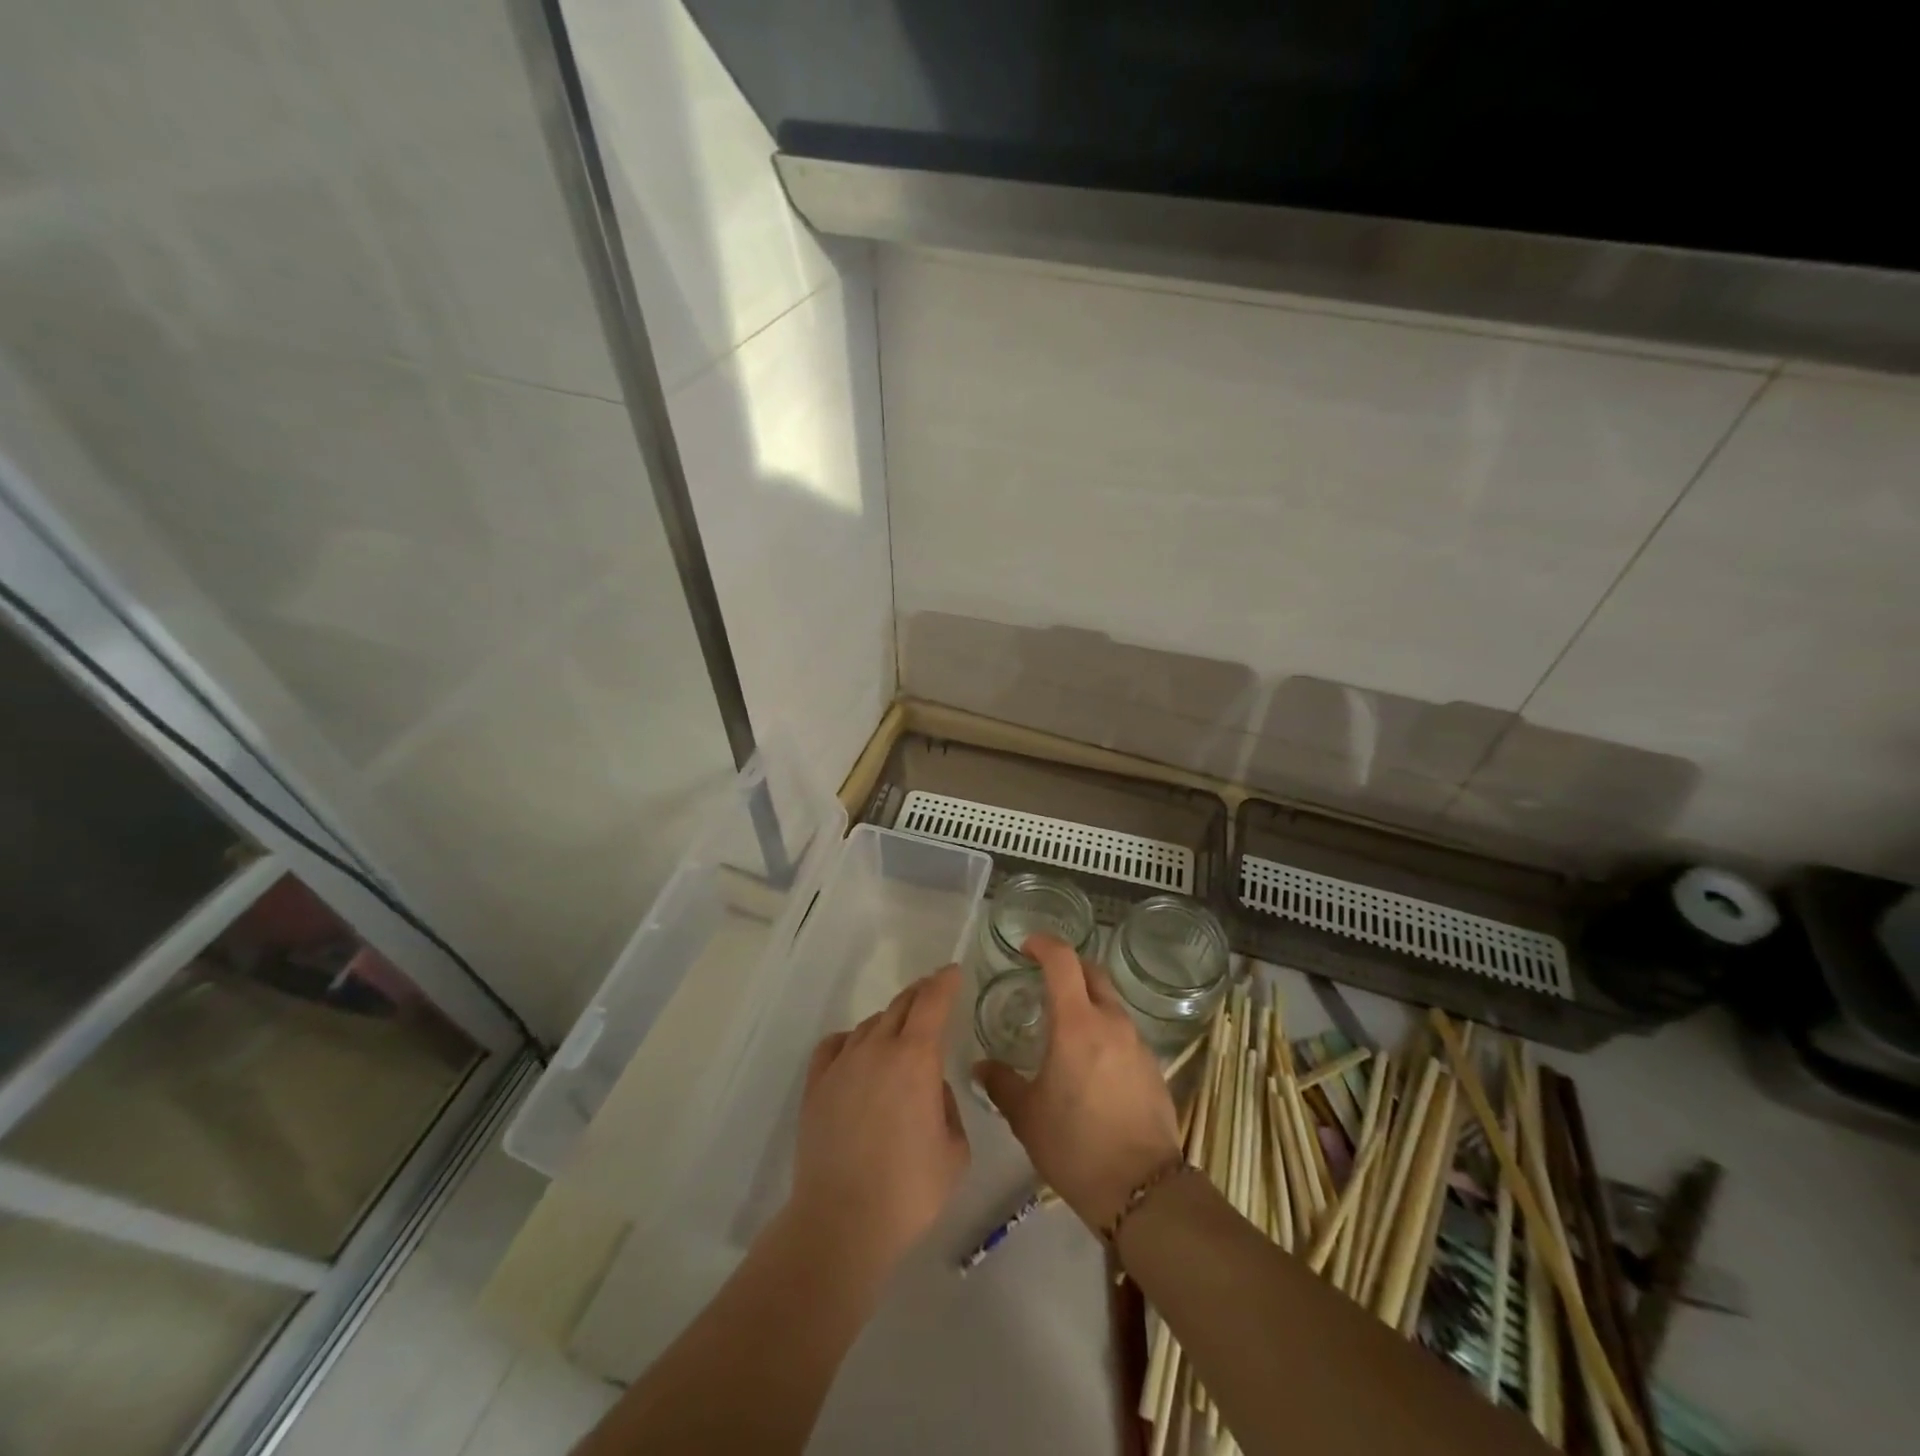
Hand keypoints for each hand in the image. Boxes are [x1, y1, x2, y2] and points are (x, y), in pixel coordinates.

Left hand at [788, 964, 970, 1283]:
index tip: (953, 972)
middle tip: (933, 992)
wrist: (842, 1221)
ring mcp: (842, 1064)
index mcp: (916, 1058)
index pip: (932, 1002)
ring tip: (899, 1034)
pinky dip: (851, 1040)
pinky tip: (855, 1051)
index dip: (945, 982)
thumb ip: (946, 1107)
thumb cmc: (910, 1190)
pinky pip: (834, 1045)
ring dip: (889, 1021)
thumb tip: (928, 1090)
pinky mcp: (816, 1085)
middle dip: (920, 994)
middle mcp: (878, 1048)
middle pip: (900, 1005)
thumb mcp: (954, 1150)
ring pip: (869, 1025)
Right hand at [974, 934, 1182, 1231]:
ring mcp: (1137, 1043)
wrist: (1142, 1190)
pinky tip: (1089, 1060)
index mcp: (1077, 1024)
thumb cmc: (1075, 1146)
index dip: (1044, 944)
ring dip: (1087, 998)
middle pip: (1092, 972)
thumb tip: (981, 1066)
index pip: (1063, 960)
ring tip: (1064, 1023)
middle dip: (1068, 965)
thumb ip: (1001, 1083)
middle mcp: (1111, 1022)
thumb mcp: (1026, 1116)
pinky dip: (1103, 1028)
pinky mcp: (1152, 1066)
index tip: (1026, 946)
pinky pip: (1123, 1031)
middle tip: (1044, 977)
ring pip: (1110, 1002)